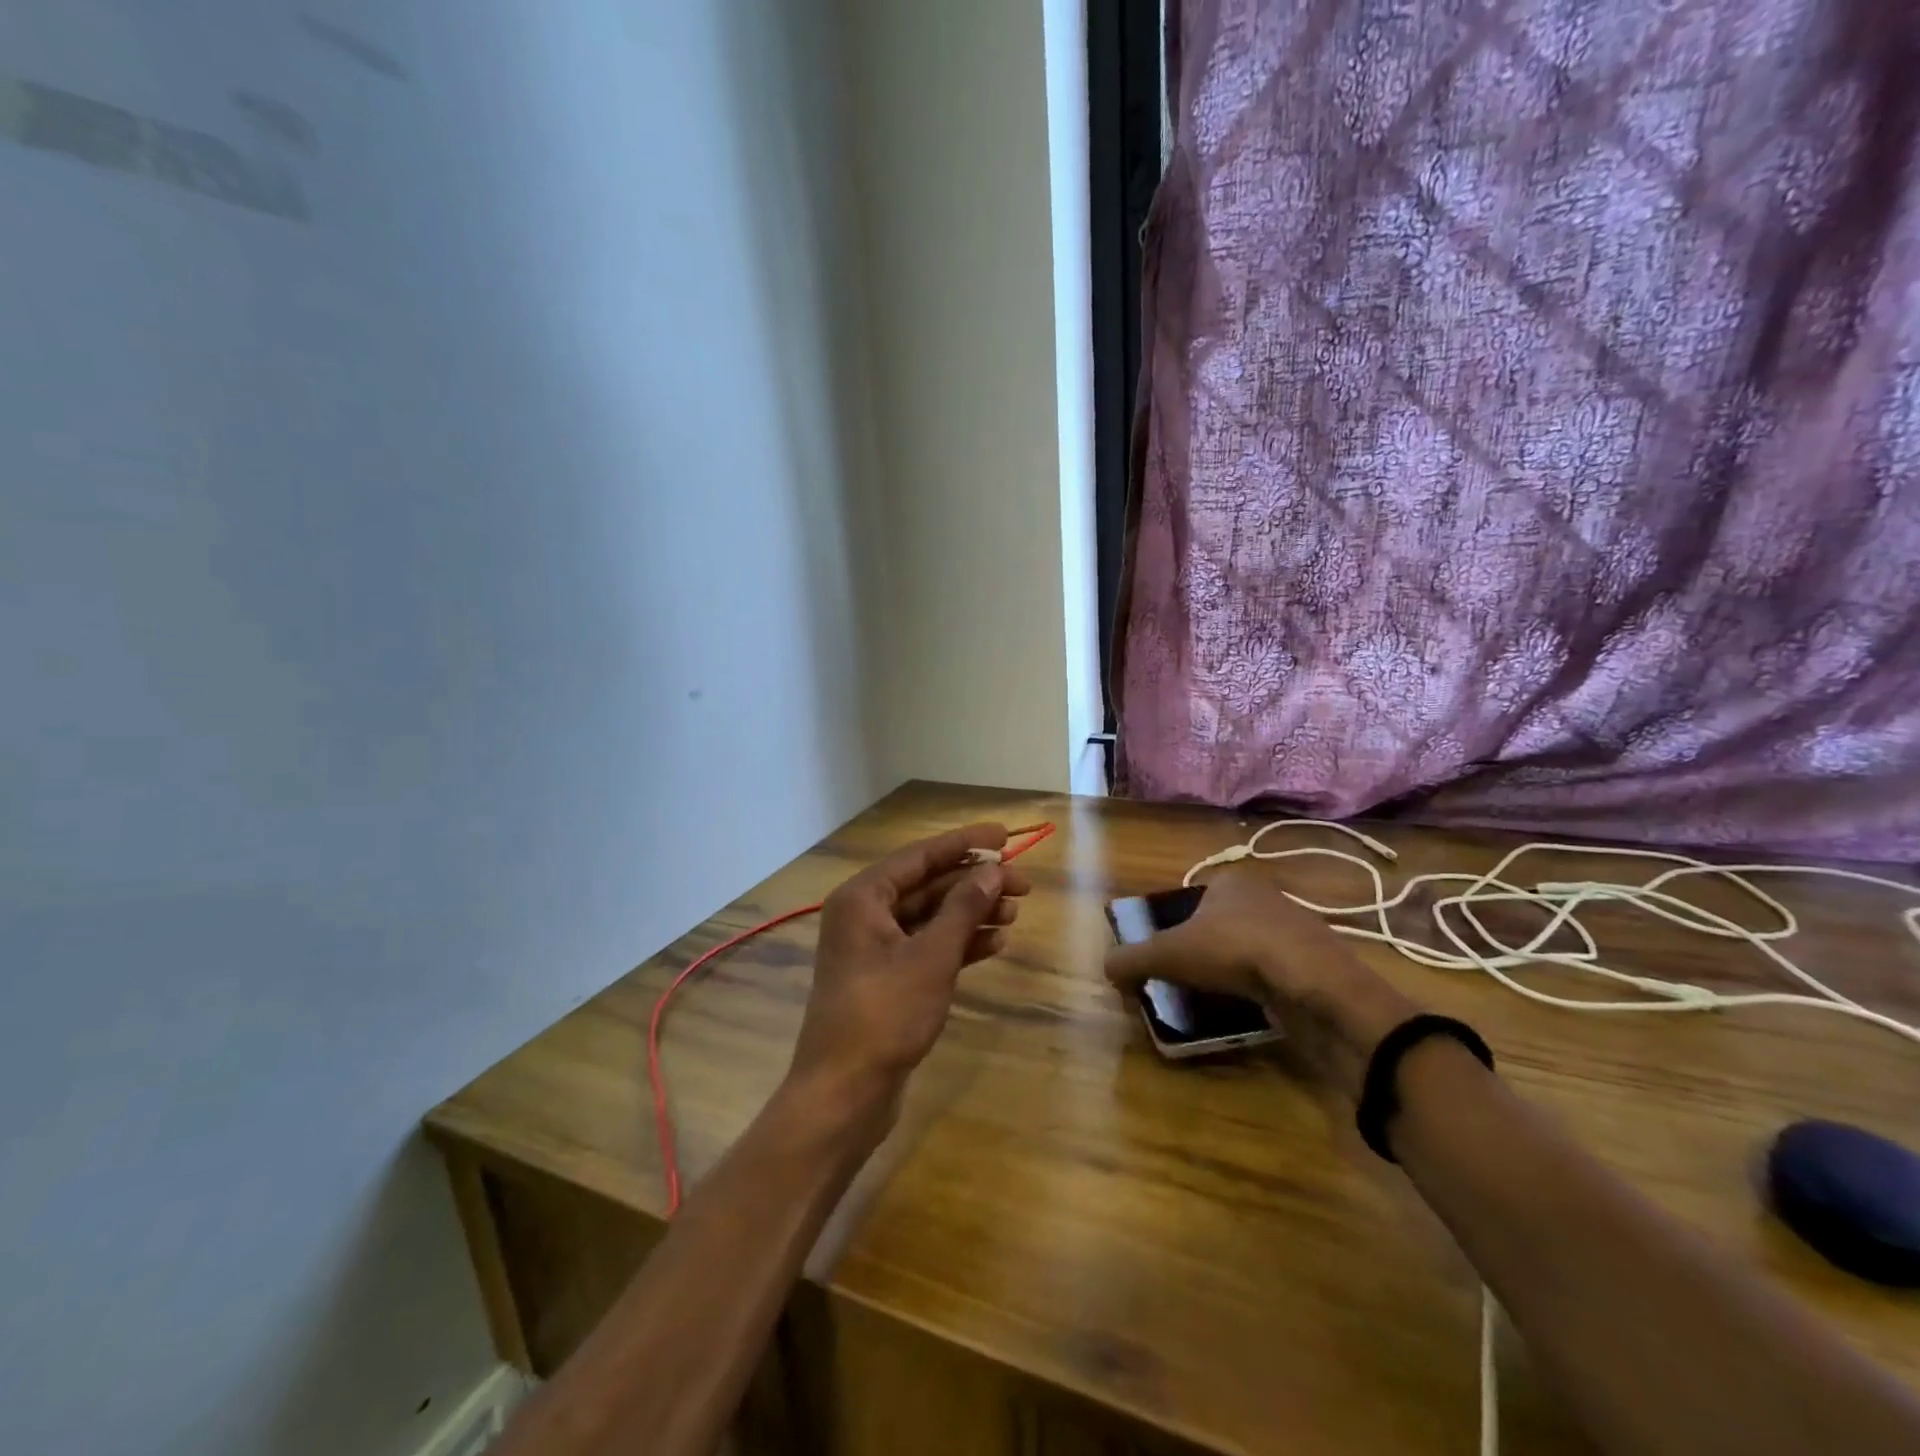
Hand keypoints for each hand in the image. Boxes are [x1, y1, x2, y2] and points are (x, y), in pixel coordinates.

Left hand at [788, 823, 1029, 1111]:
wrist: (844, 1093)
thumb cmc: (885, 1014)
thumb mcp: (932, 957)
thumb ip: (963, 909)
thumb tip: (993, 871)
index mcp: (864, 897)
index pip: (921, 855)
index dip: (965, 843)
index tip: (1005, 835)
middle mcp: (865, 914)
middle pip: (928, 885)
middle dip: (975, 884)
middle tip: (1024, 886)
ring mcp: (875, 947)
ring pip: (931, 917)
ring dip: (971, 914)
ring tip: (1015, 915)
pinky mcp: (887, 977)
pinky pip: (927, 946)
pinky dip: (958, 944)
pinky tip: (994, 944)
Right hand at [1103, 865, 1419, 1099]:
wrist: (1315, 984)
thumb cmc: (1234, 951)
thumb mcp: (1168, 954)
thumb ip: (1132, 959)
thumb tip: (1106, 968)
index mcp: (1231, 882)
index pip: (1193, 900)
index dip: (1175, 927)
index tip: (1166, 958)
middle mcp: (1265, 897)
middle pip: (1220, 925)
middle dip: (1204, 952)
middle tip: (1185, 982)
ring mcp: (1296, 929)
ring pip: (1250, 950)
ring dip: (1233, 972)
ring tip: (1215, 1000)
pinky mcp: (1317, 963)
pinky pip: (1276, 974)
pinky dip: (1261, 989)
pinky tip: (1251, 1009)